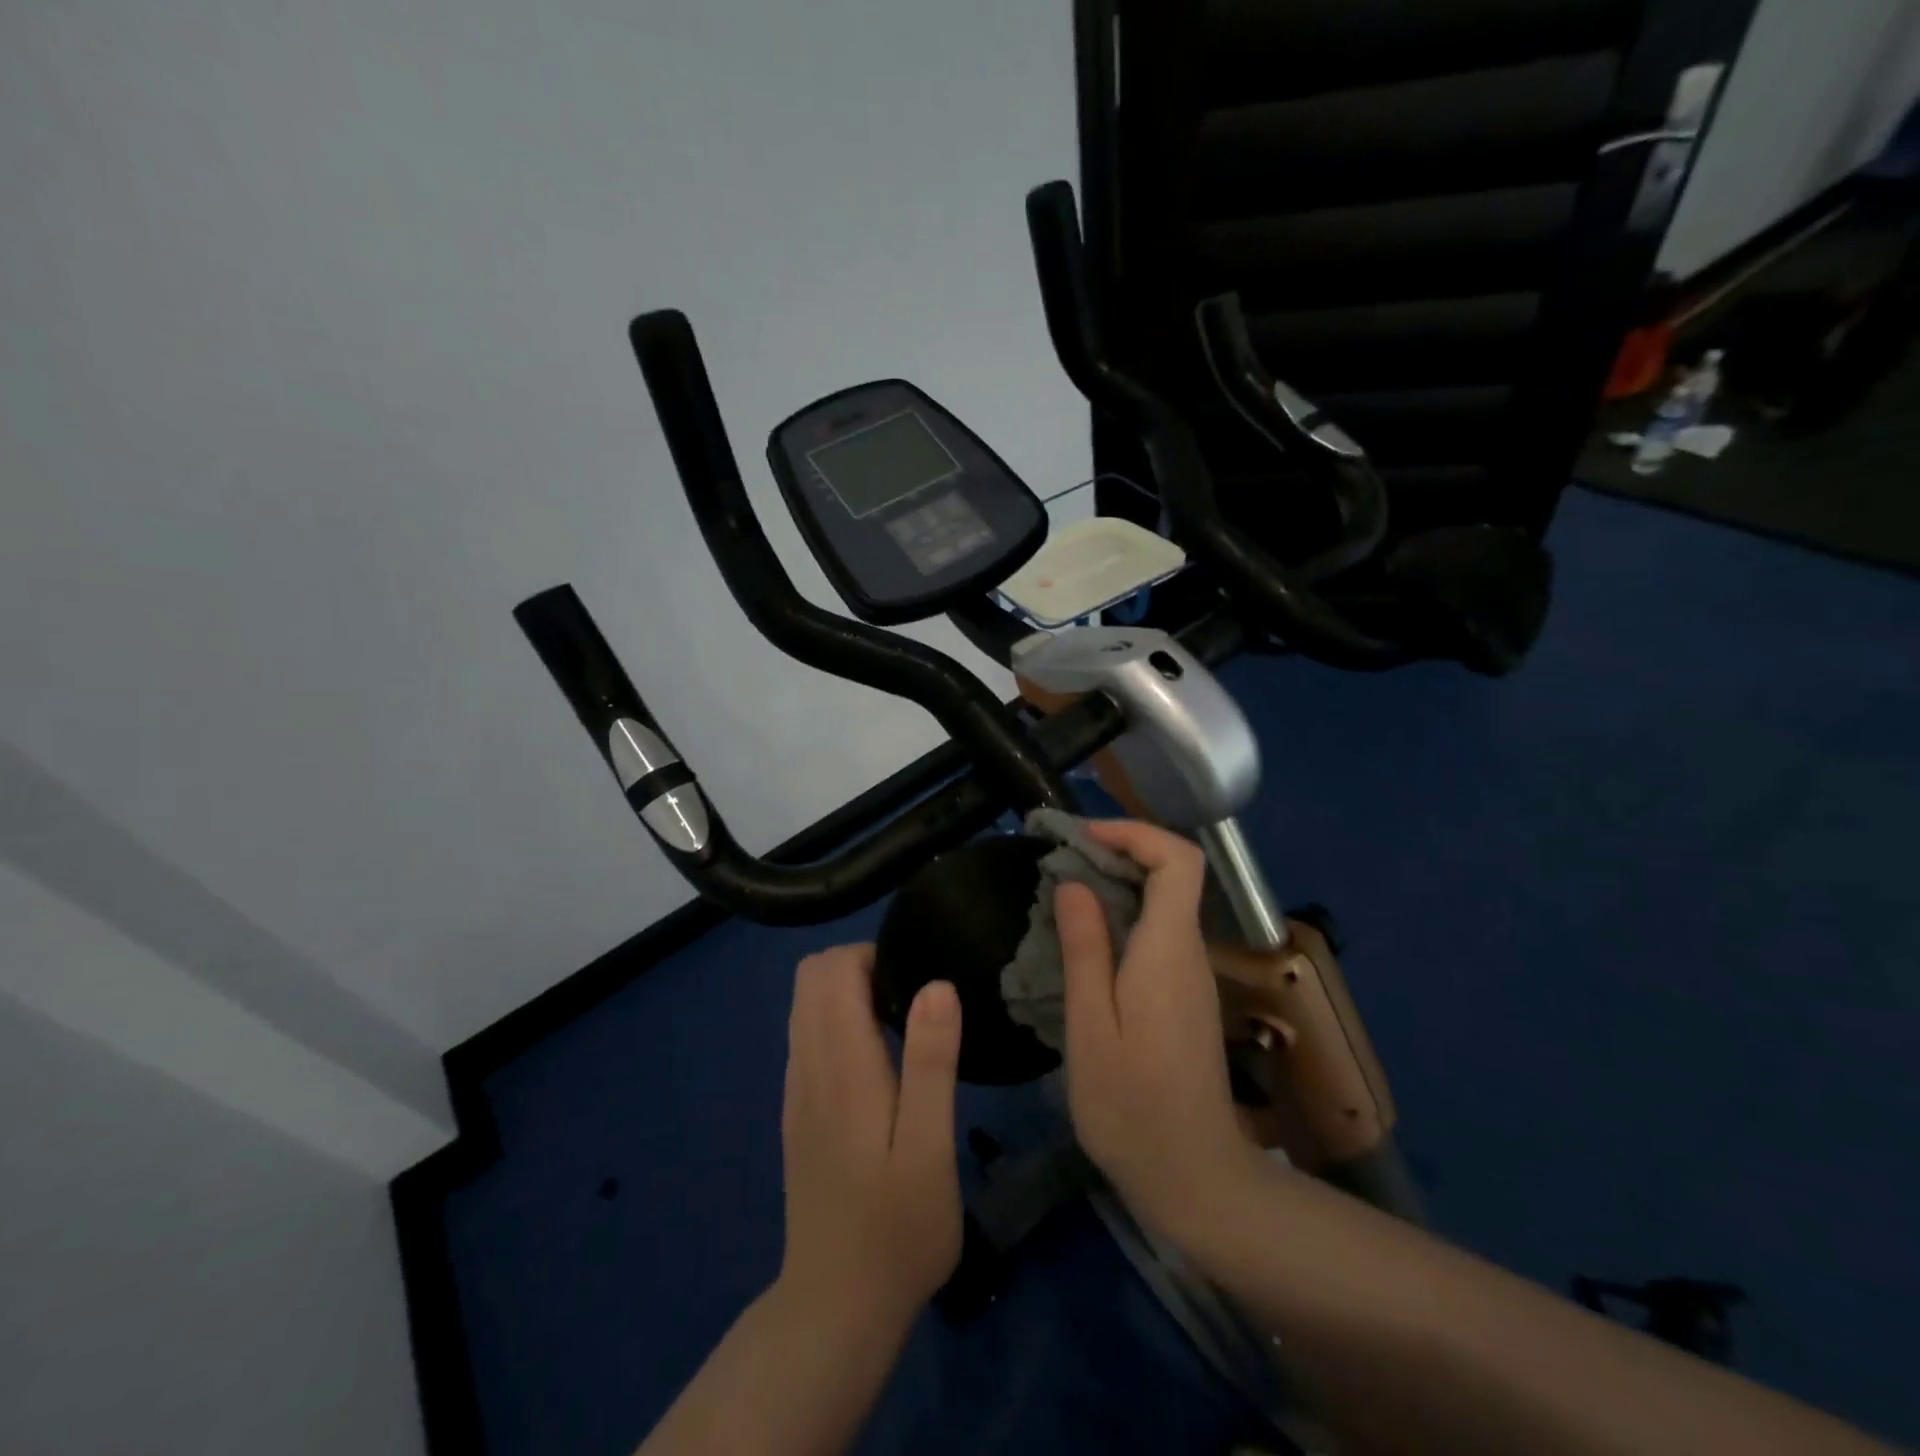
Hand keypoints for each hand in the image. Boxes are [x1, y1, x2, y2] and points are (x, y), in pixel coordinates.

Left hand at [777, 944, 963, 1332]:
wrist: (836, 1306)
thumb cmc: (896, 1229)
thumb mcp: (929, 1148)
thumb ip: (930, 1062)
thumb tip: (937, 985)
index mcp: (841, 1066)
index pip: (831, 969)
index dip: (873, 956)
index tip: (917, 980)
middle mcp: (808, 1065)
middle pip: (811, 976)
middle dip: (859, 966)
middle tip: (911, 1001)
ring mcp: (797, 1088)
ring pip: (806, 1003)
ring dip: (848, 992)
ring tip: (901, 1026)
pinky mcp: (798, 1109)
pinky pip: (807, 1034)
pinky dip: (837, 1021)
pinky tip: (878, 1061)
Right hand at [1056, 820, 1260, 1241]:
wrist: (1194, 1178)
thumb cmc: (1132, 1106)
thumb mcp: (1091, 1027)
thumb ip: (1085, 949)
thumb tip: (1074, 883)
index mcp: (1169, 951)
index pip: (1179, 860)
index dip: (1135, 832)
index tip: (1082, 836)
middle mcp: (1190, 953)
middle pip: (1172, 873)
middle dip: (1118, 850)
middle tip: (1058, 858)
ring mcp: (1192, 975)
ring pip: (1164, 902)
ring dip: (1117, 882)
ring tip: (1061, 890)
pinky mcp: (1184, 996)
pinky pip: (1158, 932)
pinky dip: (1123, 914)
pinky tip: (1084, 937)